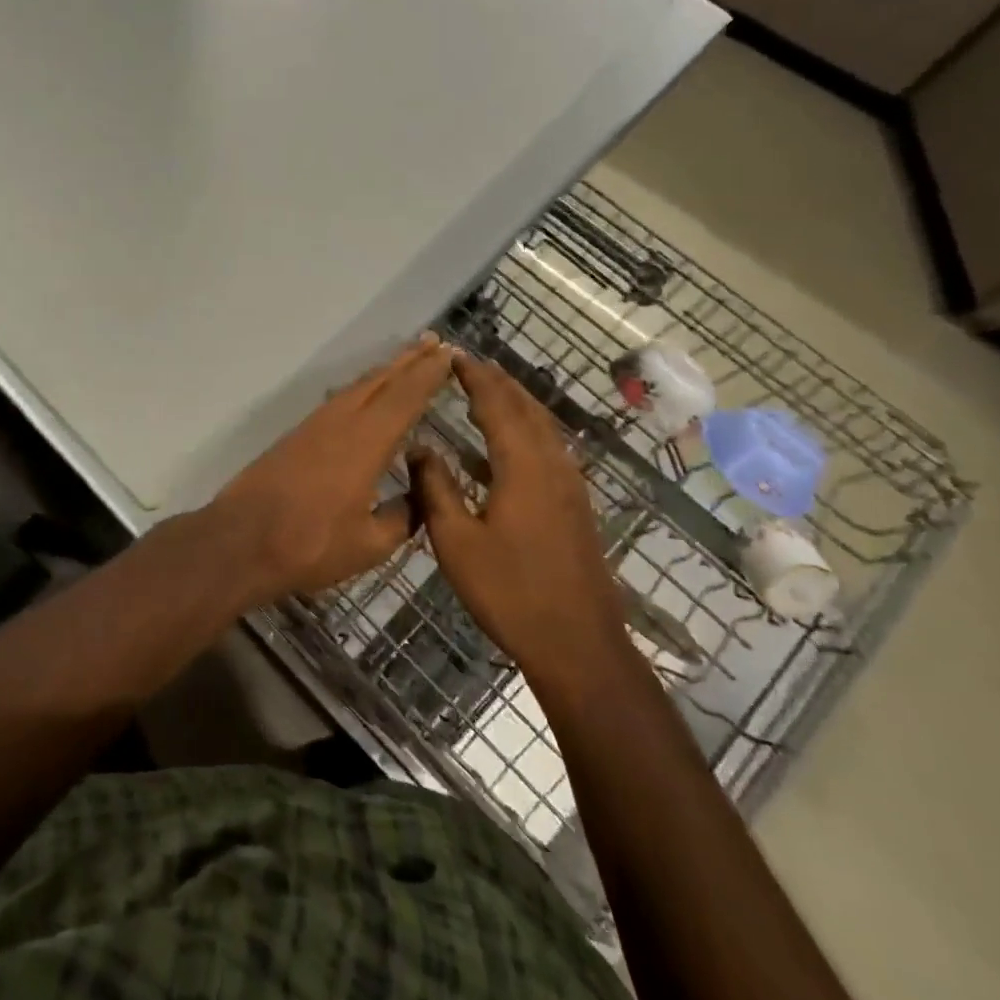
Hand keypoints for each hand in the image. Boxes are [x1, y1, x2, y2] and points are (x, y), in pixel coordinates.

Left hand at [205, 335, 453, 606]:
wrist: (241, 541)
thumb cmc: (311, 545)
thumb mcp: (370, 544)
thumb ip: (403, 517)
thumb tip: (421, 496)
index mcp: (366, 441)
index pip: (406, 397)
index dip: (429, 373)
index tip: (450, 353)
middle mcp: (341, 421)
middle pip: (381, 381)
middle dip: (410, 360)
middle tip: (435, 341)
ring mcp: (315, 425)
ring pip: (358, 387)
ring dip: (385, 371)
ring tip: (407, 360)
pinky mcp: (297, 435)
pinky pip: (340, 400)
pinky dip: (362, 388)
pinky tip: (366, 395)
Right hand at [409, 354, 632, 703]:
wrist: (578, 644)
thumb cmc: (510, 592)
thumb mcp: (456, 542)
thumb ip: (435, 489)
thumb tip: (420, 447)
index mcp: (524, 467)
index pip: (497, 405)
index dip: (475, 377)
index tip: (453, 355)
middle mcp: (553, 465)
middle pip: (526, 407)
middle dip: (498, 381)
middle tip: (468, 364)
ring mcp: (570, 485)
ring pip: (543, 426)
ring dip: (515, 402)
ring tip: (486, 390)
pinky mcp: (575, 505)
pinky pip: (549, 448)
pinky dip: (525, 429)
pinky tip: (505, 445)